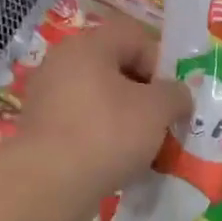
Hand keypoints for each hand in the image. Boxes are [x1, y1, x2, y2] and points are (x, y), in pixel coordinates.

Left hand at [19, 10, 189, 199]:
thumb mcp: (157, 110)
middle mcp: (62, 64)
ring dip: (125, 121)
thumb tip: (179, 95)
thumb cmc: (108, 134)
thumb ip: (176, 94)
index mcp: (87, 46)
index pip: (133, 37)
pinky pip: (83, 127)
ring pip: (99, 102)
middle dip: (144, 96)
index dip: (161, 63)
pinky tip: (118, 164)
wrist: (51, 184)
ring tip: (144, 149)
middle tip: (163, 124)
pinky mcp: (42, 133)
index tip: (174, 96)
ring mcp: (48, 99)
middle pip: (115, 70)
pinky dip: (104, 141)